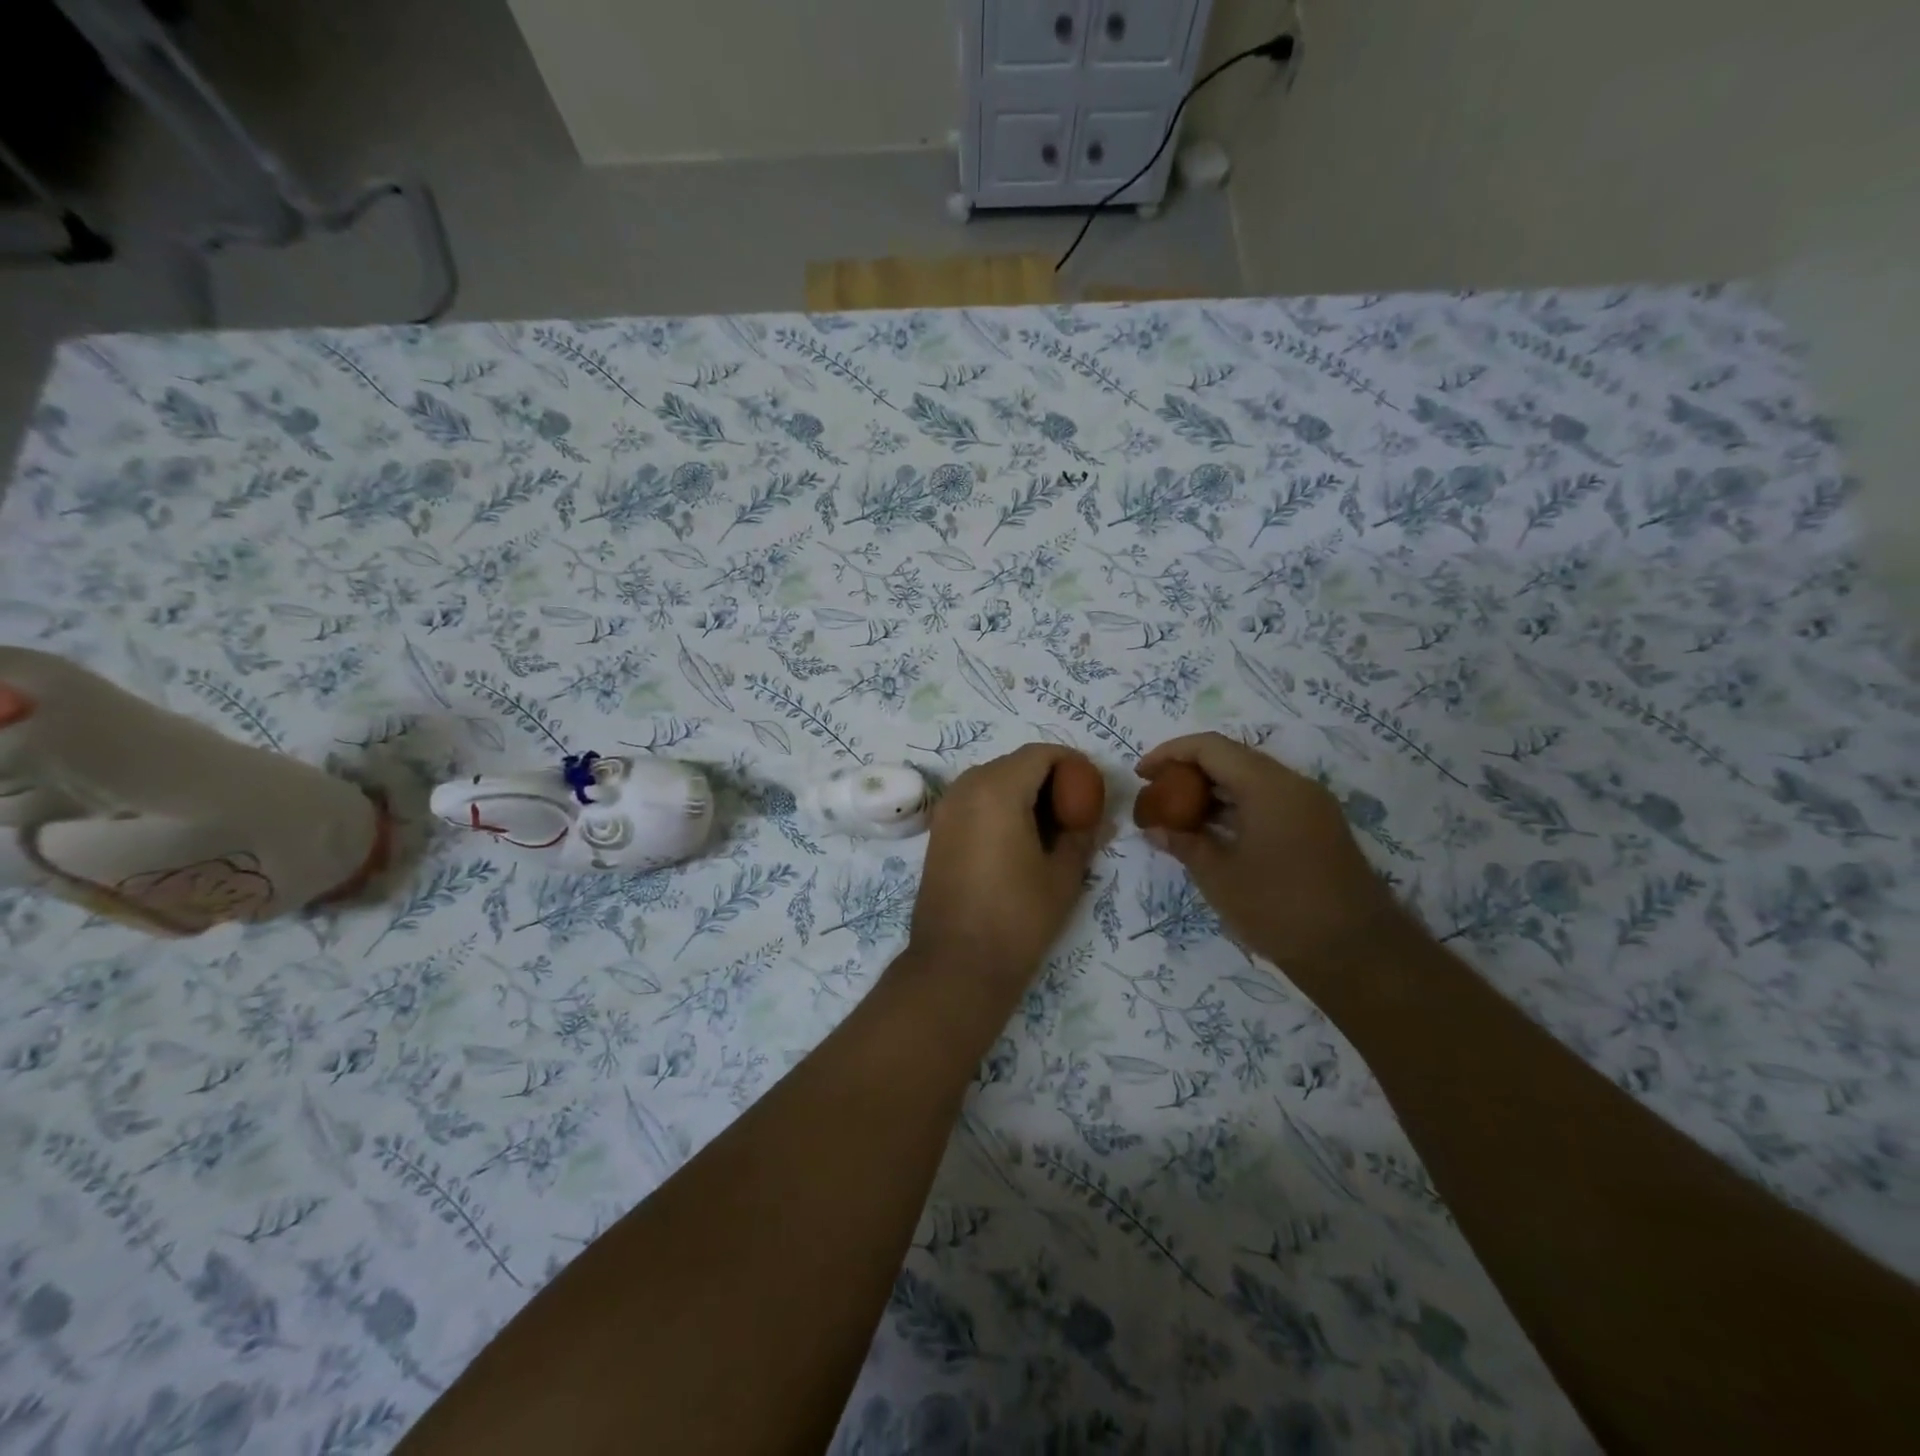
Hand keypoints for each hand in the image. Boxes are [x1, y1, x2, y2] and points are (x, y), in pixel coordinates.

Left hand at [908, 744, 1100, 989]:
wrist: (956, 965)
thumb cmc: (1017, 917)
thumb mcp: (1063, 875)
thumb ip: (1082, 835)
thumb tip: (1097, 819)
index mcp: (997, 789)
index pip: (1041, 754)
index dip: (1072, 764)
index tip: (1092, 791)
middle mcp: (966, 788)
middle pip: (1015, 764)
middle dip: (1049, 778)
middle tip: (1076, 811)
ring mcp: (947, 808)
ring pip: (993, 780)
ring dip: (1024, 792)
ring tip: (1050, 829)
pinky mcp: (939, 830)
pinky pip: (975, 800)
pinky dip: (1000, 806)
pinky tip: (1020, 841)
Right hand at [1136, 733, 1397, 972]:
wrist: (1357, 954)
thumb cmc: (1280, 909)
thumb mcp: (1219, 877)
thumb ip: (1184, 844)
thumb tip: (1155, 829)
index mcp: (1268, 786)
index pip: (1211, 747)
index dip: (1170, 753)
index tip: (1142, 775)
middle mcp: (1293, 785)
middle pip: (1232, 758)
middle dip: (1189, 771)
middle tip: (1157, 794)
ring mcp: (1310, 806)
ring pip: (1252, 780)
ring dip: (1213, 791)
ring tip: (1178, 815)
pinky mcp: (1318, 828)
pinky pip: (1269, 801)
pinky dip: (1236, 808)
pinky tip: (1213, 833)